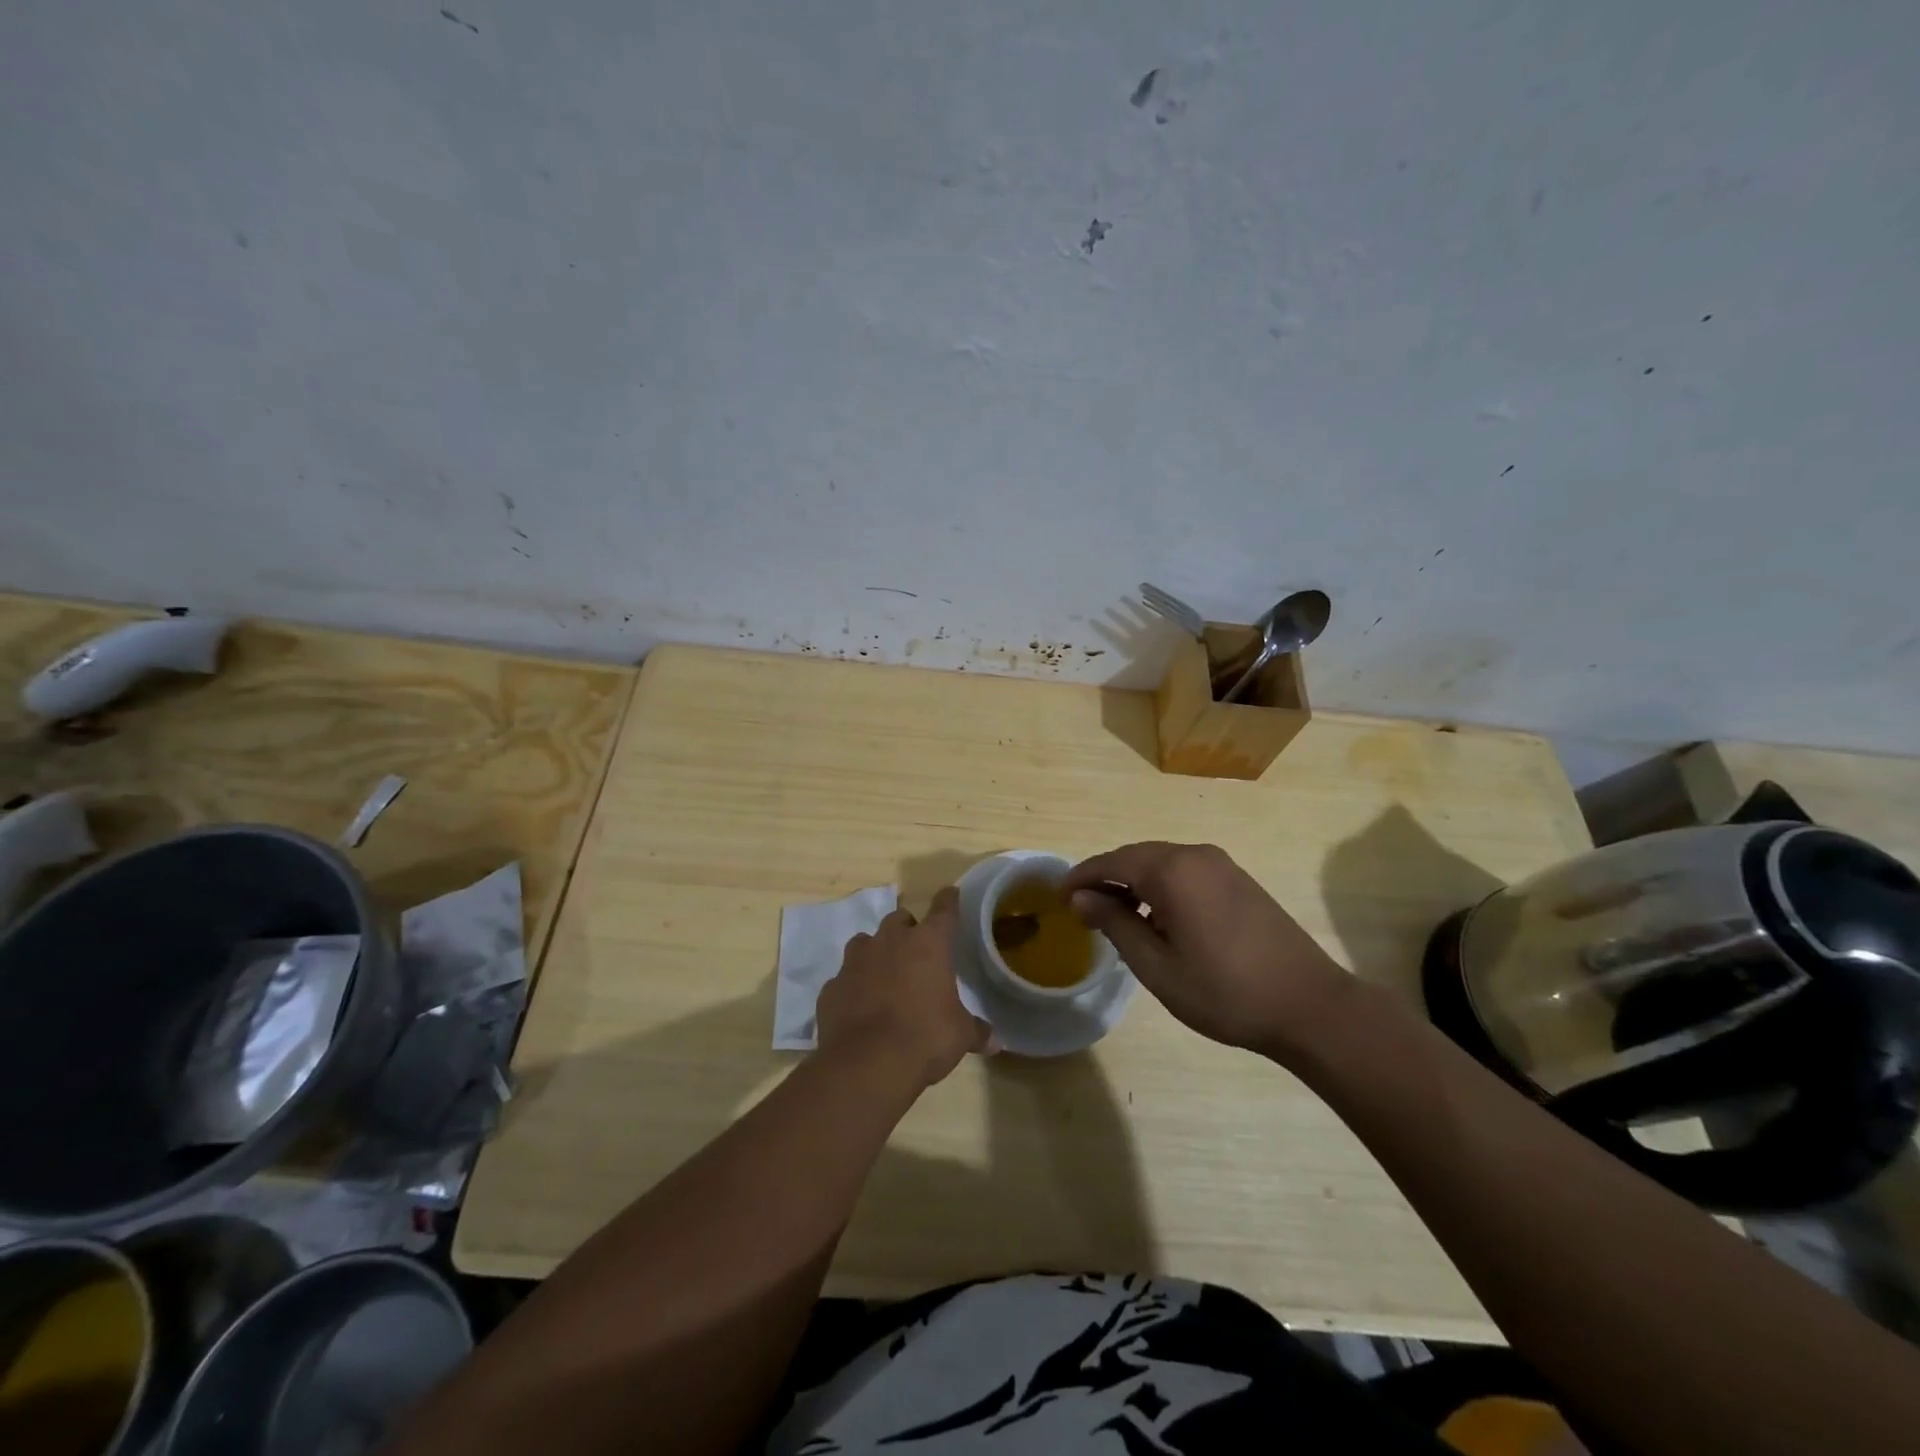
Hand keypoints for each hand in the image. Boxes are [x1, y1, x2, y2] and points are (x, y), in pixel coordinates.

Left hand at [817, 887, 990, 1089]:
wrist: (866, 1064)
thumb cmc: (925, 1038)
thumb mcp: (959, 1036)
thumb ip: (976, 1031)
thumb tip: (995, 1041)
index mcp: (928, 944)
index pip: (944, 910)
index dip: (949, 900)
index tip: (951, 893)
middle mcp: (890, 941)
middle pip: (899, 919)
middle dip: (908, 930)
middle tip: (917, 952)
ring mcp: (856, 961)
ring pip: (866, 942)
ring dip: (876, 952)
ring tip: (885, 975)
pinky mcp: (832, 986)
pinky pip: (845, 977)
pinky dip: (854, 986)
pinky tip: (860, 1005)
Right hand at [1063, 842, 1351, 1060]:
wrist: (1310, 1006)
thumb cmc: (1225, 992)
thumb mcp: (1157, 966)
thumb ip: (1115, 924)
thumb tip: (1081, 897)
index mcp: (1171, 871)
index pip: (1112, 862)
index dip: (1081, 877)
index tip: (1058, 897)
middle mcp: (1195, 855)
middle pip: (1136, 856)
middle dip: (1107, 878)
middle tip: (1083, 909)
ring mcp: (1222, 865)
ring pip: (1162, 862)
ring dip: (1135, 882)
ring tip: (1117, 917)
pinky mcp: (1239, 879)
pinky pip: (1186, 871)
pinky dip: (1162, 886)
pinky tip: (1160, 918)